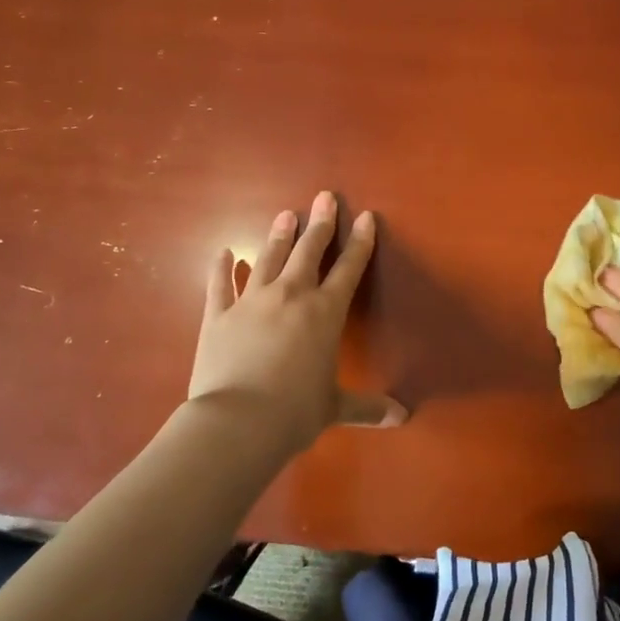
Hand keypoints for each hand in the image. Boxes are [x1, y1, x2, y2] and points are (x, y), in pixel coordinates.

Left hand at [187, 191, 407, 454]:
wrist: (237, 423)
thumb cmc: (294, 413)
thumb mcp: (335, 408)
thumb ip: (368, 407)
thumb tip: (402, 417)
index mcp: (325, 313)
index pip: (348, 270)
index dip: (360, 242)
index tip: (365, 217)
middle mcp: (291, 296)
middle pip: (308, 252)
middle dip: (320, 224)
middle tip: (324, 197)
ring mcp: (251, 302)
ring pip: (268, 259)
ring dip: (278, 236)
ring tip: (285, 214)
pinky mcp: (218, 316)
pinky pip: (220, 285)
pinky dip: (222, 268)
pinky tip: (224, 252)